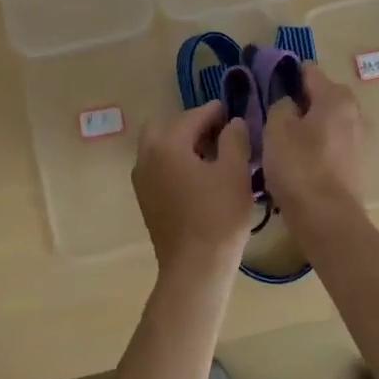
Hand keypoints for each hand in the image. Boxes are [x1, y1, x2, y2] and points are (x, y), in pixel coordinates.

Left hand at [132, 101, 254, 271]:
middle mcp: (146, 157)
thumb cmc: (218, 216)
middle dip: (192, 127)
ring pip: (160, 149)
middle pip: (167, 129)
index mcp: (167, 144)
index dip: (215, 112)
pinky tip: (200, 179)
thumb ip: (234, 139)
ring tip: (214, 158)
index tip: (232, 111)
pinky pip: (159, 169)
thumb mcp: (236, 172)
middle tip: (219, 136)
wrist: (194, 268)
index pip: (193, 116)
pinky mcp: (146, 200)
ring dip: (183, 146)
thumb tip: (232, 123)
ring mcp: (142, 180)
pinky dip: (176, 164)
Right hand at [263, 65, 364, 222]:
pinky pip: (332, 143)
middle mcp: (355, 112)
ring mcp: (360, 139)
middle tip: (272, 116)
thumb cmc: (299, 167)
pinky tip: (299, 160)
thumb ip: (280, 105)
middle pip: (322, 96)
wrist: (327, 218)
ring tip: (283, 140)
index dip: (285, 74)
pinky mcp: (357, 163)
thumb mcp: (276, 128)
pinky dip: (317, 145)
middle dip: (299, 101)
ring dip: (308, 125)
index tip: (265, 84)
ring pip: (327, 121)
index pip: (308, 71)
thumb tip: (288, 102)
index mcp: (336, 96)